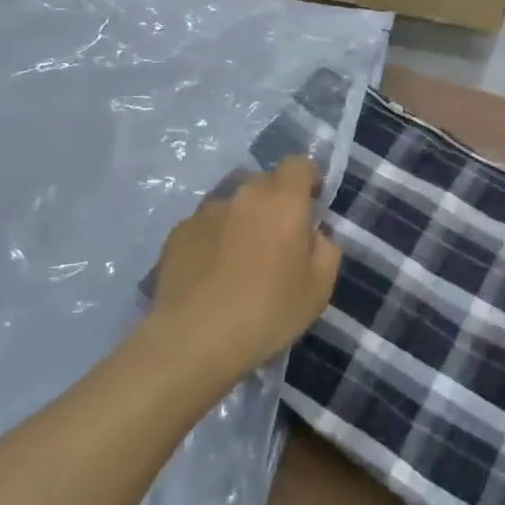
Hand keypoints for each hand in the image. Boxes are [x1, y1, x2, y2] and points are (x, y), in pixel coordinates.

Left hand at [149, 155, 341, 379]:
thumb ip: (326, 249)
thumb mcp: (319, 288)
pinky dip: (213, 239)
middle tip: (277, 240)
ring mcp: (206, 211)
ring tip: (239, 261)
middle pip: (265, 182)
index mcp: (283, 200)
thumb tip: (314, 234)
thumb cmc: (267, 312)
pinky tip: (211, 275)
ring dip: (242, 220)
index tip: (310, 206)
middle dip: (275, 202)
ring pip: (233, 203)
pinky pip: (205, 225)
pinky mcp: (178, 233)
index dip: (307, 179)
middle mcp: (244, 194)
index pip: (299, 163)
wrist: (193, 340)